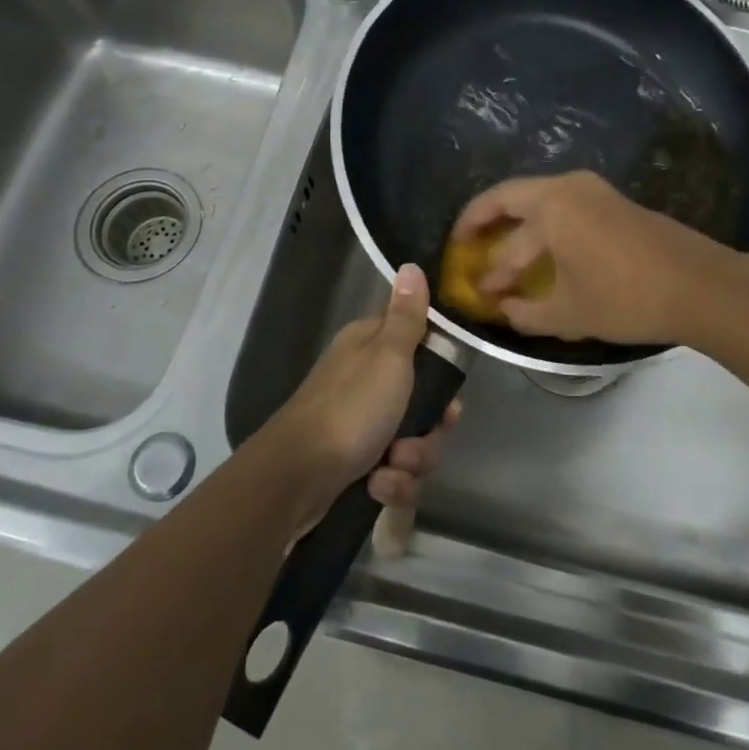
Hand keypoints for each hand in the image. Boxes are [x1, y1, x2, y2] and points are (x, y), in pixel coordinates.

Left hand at [273, 263, 459, 522]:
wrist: (297, 477)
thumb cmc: (350, 408)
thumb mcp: (388, 356)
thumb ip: (407, 317)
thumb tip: (411, 264)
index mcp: (371, 348)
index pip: (420, 344)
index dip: (441, 369)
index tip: (451, 390)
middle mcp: (367, 381)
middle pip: (424, 402)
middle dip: (431, 428)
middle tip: (429, 430)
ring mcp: (361, 424)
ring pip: (415, 442)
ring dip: (412, 460)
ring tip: (391, 465)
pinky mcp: (358, 463)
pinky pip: (395, 472)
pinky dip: (391, 482)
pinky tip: (377, 485)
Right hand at [450, 171, 737, 344]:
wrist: (701, 287)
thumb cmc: (625, 297)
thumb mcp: (568, 313)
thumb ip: (526, 312)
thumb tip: (503, 310)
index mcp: (552, 205)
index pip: (498, 215)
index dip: (475, 242)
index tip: (465, 267)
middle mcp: (571, 187)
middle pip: (515, 201)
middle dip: (491, 231)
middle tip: (472, 256)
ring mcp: (597, 193)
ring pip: (543, 207)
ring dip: (521, 235)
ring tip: (507, 266)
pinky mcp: (616, 205)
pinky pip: (567, 212)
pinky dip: (547, 233)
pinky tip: (546, 262)